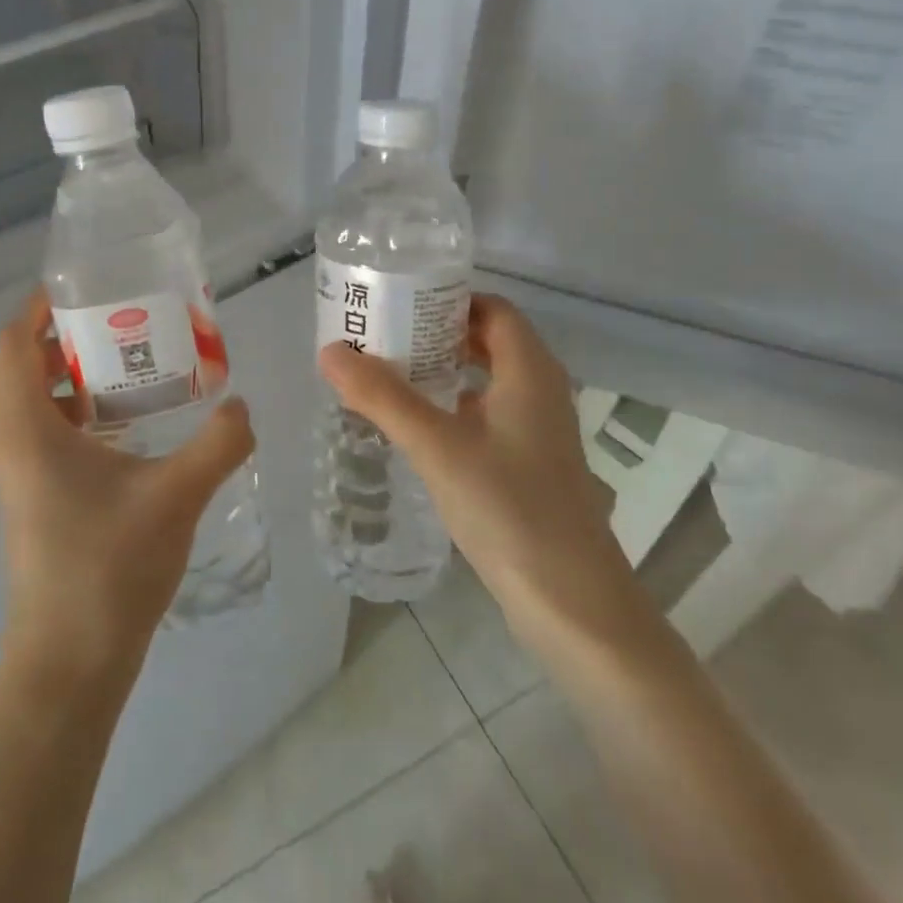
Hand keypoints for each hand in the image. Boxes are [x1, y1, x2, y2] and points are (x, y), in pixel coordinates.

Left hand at [0, 289, 254, 684]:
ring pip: (35, 404)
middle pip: (22, 368)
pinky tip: (130, 425)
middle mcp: (13, 446)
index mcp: (27, 431)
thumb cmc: (109, 570)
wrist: (70, 666)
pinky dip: (79, 413)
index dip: (39, 307)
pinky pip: (47, 435)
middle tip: (124, 319)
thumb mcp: (175, 496)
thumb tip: (243, 406)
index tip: (86, 286)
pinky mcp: (37, 501)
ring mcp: (21, 477)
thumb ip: (218, 443)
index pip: (12, 345)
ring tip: (133, 362)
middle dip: (67, 336)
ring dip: (74, 376)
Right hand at [320, 294, 638, 638]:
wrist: (572, 604)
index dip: (448, 298)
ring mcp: (538, 432)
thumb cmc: (510, 510)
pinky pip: (487, 416)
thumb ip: (383, 397)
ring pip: (487, 381)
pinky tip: (416, 427)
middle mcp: (540, 391)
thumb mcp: (438, 447)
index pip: (492, 309)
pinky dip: (452, 408)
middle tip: (382, 336)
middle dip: (436, 333)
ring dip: (442, 371)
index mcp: (530, 371)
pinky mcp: (529, 466)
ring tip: (388, 374)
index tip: (398, 301)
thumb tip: (330, 351)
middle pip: (488, 341)